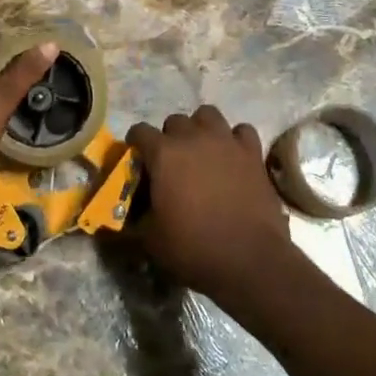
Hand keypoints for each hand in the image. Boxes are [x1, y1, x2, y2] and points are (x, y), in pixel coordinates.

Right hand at [126, 106, 295, 309]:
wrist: (249, 260)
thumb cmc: (194, 248)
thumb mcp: (151, 240)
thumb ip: (134, 218)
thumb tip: (122, 216)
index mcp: (164, 154)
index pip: (139, 131)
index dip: (136, 145)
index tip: (138, 161)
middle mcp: (193, 137)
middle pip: (175, 121)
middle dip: (170, 137)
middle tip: (172, 163)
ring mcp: (226, 141)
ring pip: (208, 115)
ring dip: (201, 129)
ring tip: (202, 152)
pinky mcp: (252, 152)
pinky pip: (241, 131)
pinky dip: (235, 140)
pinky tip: (233, 156)